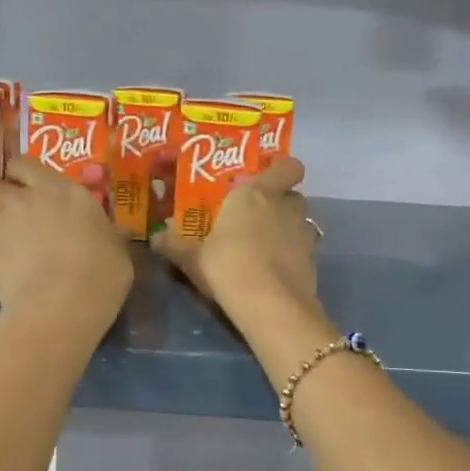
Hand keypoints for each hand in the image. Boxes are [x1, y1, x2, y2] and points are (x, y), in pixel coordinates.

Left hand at [0, 156, 131, 330]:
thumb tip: (119, 232)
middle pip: (2, 187)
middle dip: (7, 198)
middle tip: (21, 216)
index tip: (33, 187)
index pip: (25, 164)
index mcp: (59, 189)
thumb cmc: (100, 270)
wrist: (61, 305)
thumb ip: (110, 235)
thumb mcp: (117, 250)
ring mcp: (1, 225)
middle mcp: (25, 199)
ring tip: (7, 238)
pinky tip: (4, 266)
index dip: (25, 175)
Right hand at [153, 156, 319, 323]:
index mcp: (256, 194)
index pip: (287, 166)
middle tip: (258, 218)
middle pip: (293, 195)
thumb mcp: (192, 257)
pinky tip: (275, 273)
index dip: (282, 171)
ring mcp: (304, 235)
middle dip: (281, 203)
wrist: (270, 304)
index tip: (266, 181)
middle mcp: (285, 207)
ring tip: (268, 247)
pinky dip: (294, 257)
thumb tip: (156, 236)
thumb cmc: (227, 265)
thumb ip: (175, 244)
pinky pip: (304, 251)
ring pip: (302, 223)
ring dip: (289, 230)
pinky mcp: (313, 262)